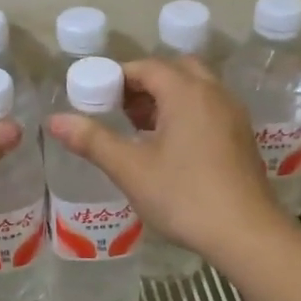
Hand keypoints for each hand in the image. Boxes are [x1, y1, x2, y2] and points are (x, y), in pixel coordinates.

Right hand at [46, 56, 286, 260]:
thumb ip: (92, 140)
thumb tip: (54, 120)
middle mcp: (214, 93)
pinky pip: (209, 109)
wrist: (245, 233)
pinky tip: (170, 148)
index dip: (118, 77)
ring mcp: (233, 115)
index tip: (96, 97)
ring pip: (195, 90)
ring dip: (167, 99)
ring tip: (139, 130)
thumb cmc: (184, 196)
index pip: (147, 67)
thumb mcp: (130, 169)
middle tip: (119, 110)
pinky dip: (186, 114)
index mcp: (186, 92)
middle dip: (144, 85)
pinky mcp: (242, 137)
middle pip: (175, 71)